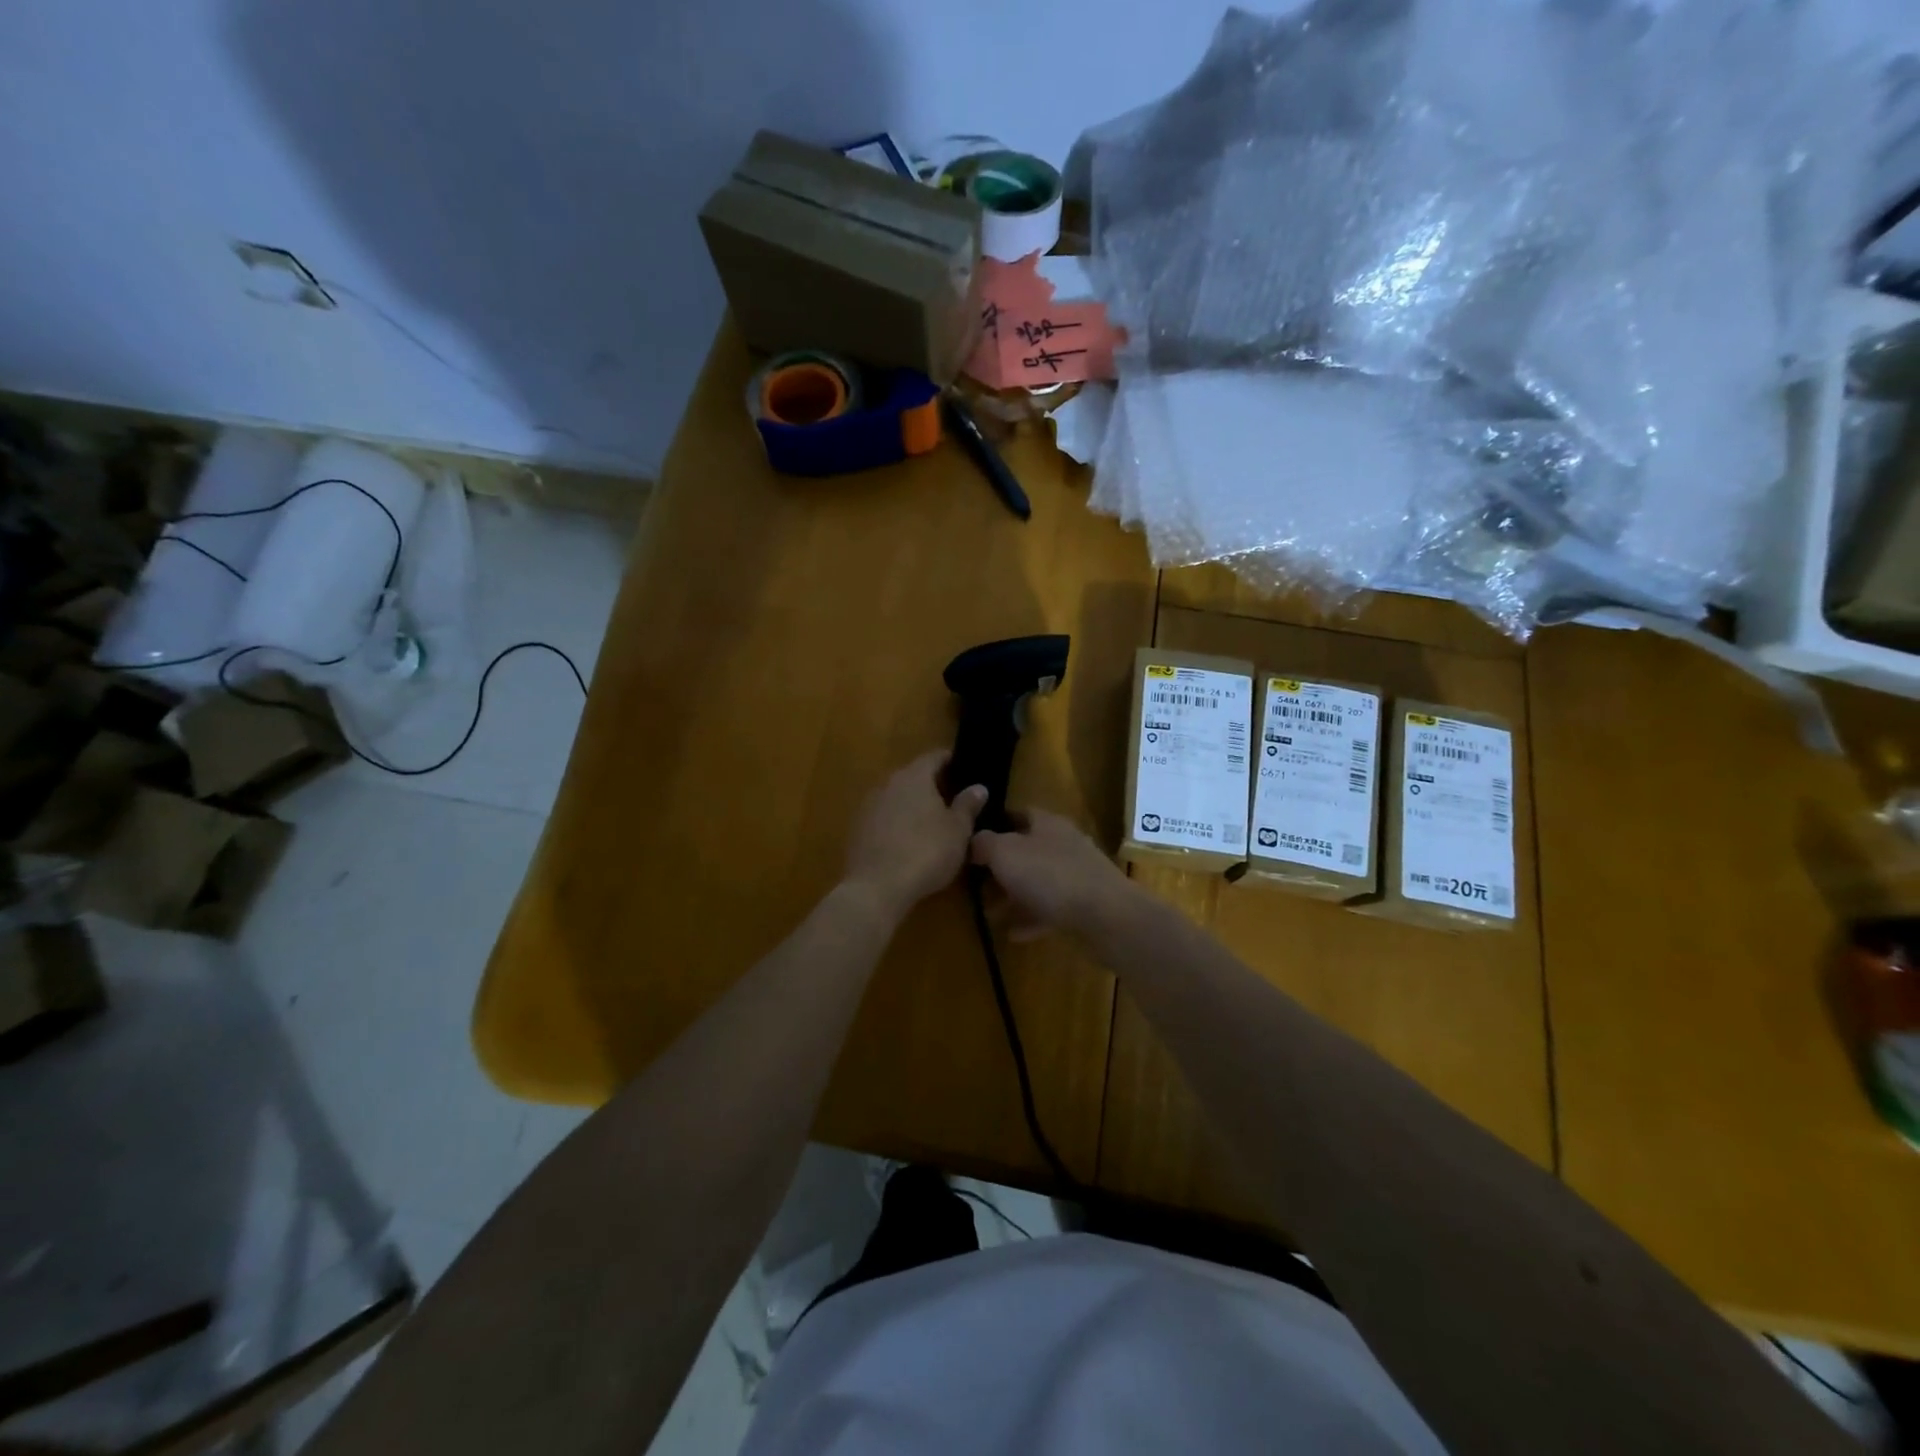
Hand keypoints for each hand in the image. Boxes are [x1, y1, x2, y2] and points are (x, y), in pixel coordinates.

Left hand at [843, 751, 987, 917]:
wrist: (877, 887)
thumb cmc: (926, 852)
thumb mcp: (958, 830)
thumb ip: (968, 805)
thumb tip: (978, 786)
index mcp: (914, 776)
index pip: (934, 757)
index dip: (950, 760)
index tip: (964, 767)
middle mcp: (888, 783)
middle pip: (913, 775)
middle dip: (931, 784)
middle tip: (952, 797)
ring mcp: (868, 806)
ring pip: (896, 797)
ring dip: (912, 804)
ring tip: (931, 821)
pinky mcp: (857, 829)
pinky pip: (883, 817)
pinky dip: (896, 823)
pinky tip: (907, 840)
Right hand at [969, 809, 1133, 940]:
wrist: (1106, 916)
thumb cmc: (1050, 876)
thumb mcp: (1004, 853)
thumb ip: (983, 844)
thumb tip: (973, 841)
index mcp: (1046, 823)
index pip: (1017, 813)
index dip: (994, 823)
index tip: (971, 840)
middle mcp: (1063, 844)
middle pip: (1027, 849)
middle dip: (1001, 866)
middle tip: (975, 882)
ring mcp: (1077, 875)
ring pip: (1038, 881)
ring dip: (1014, 896)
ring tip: (990, 913)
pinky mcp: (1085, 904)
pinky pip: (1050, 909)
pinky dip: (1031, 918)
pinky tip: (1013, 934)